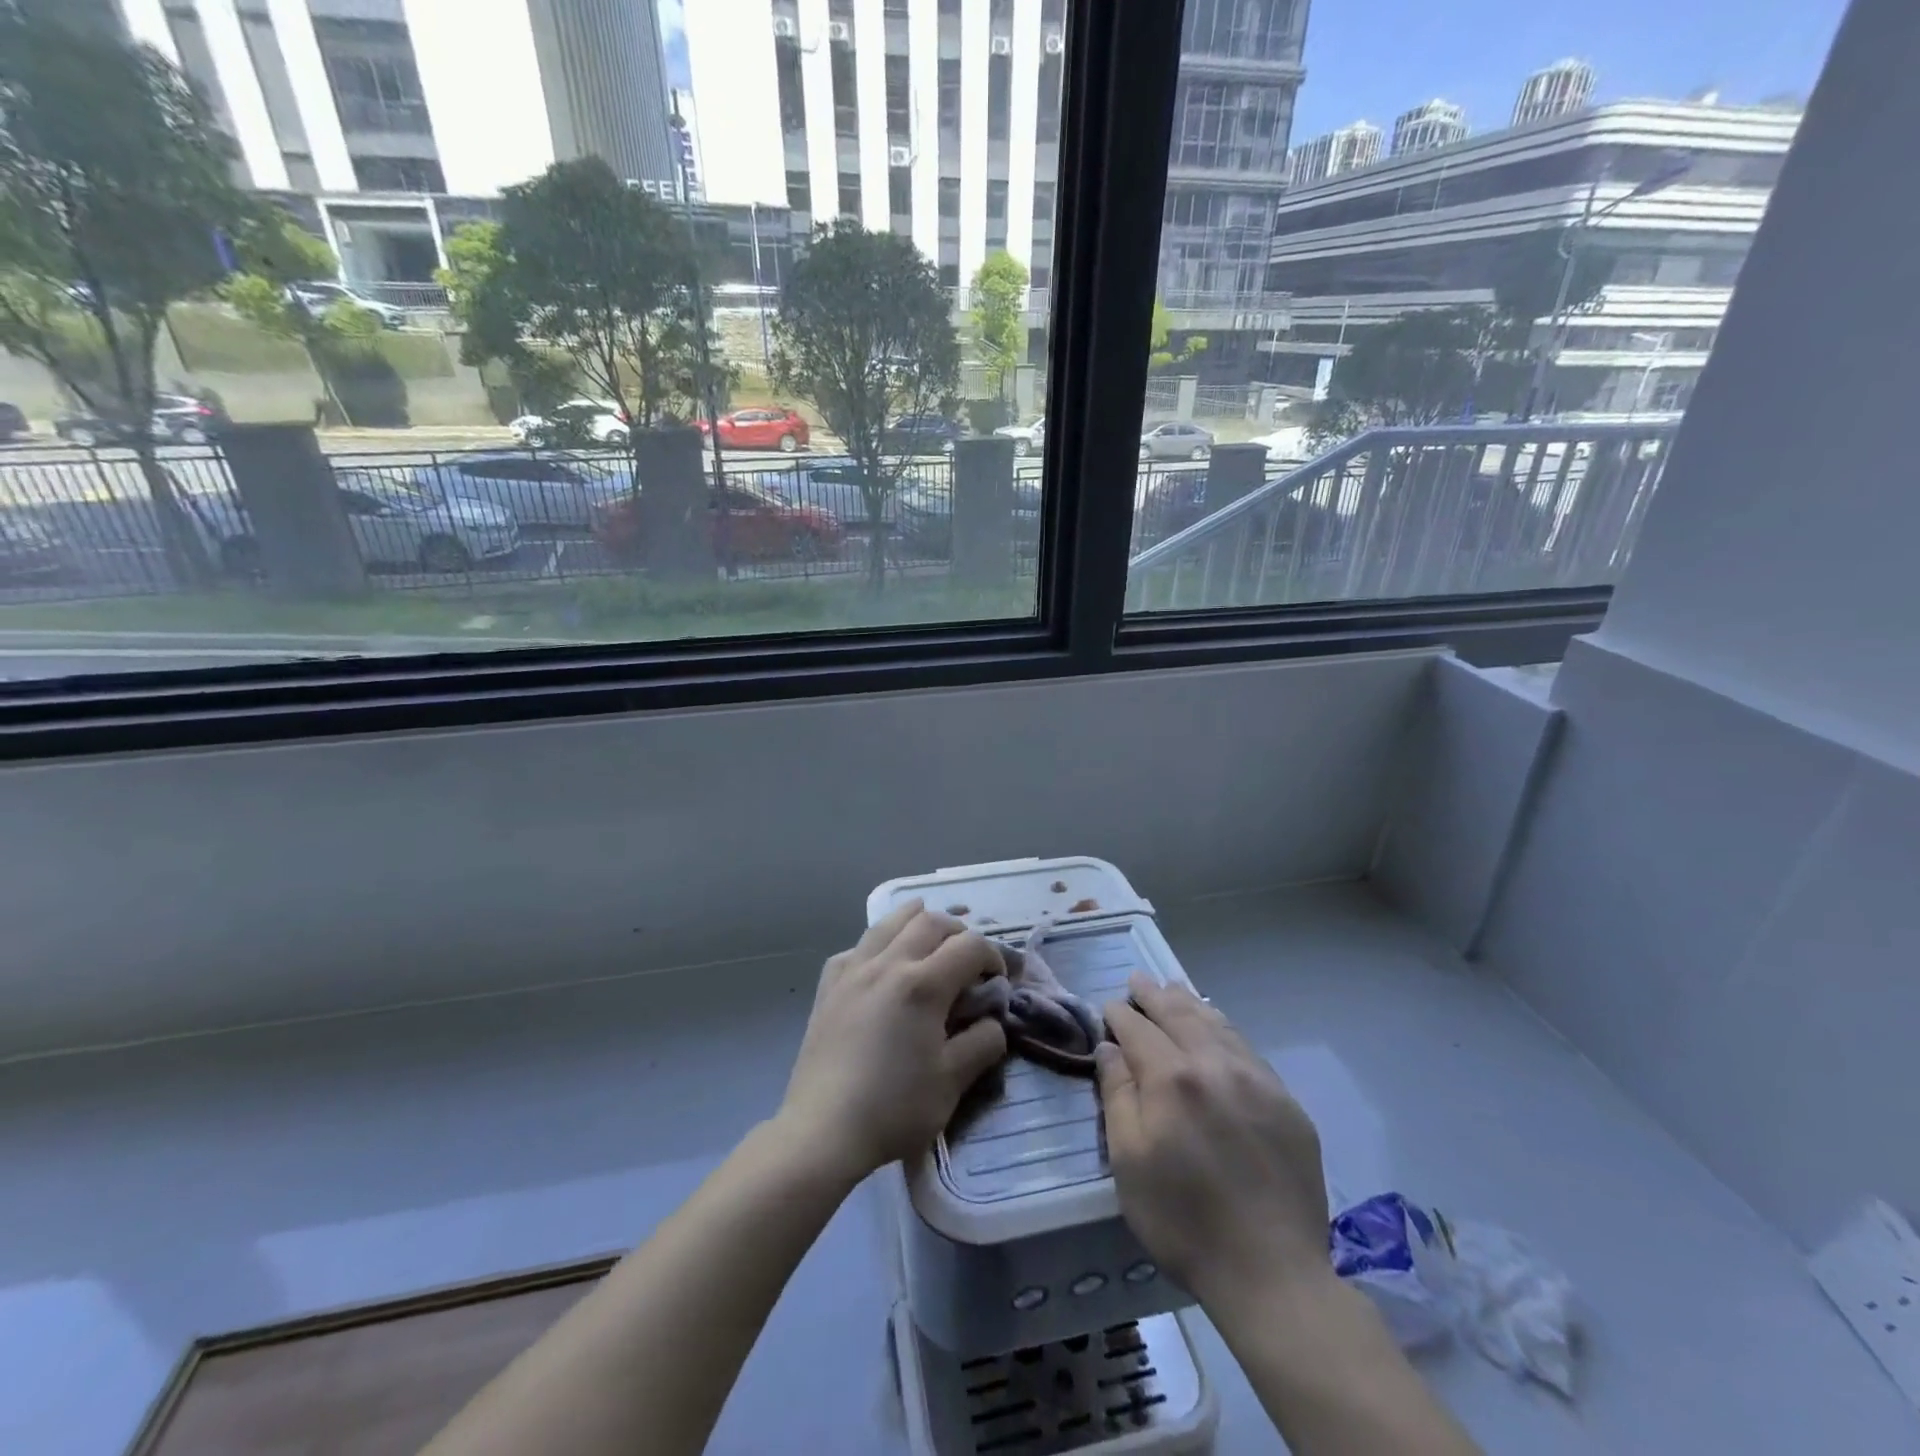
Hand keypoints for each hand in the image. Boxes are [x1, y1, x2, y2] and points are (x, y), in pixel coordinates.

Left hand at [779, 899, 1008, 1184]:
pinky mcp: (828, 987)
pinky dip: (877, 945)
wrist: (823, 1130)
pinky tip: (880, 964)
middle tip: (968, 959)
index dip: (992, 956)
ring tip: (929, 937)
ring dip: (916, 922)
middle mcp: (887, 964)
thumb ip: (982, 1043)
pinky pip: (856, 948)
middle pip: (930, 922)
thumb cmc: (894, 1108)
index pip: (969, 945)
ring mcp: (853, 971)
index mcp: (923, 984)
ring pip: (888, 923)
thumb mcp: (953, 1082)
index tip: (997, 981)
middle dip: (958, 932)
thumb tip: (992, 1020)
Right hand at [1097, 974, 1330, 1302]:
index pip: (1138, 1029)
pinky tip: (1216, 1026)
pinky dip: (1223, 1028)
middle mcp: (1214, 1064)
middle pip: (1179, 1015)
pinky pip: (1246, 1048)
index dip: (1119, 1015)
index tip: (1109, 1008)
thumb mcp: (1128, 1162)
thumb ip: (1117, 1095)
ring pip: (1216, 1024)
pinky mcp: (1285, 1101)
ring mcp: (1256, 1079)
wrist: (1271, 1272)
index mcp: (1171, 1078)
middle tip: (1139, 979)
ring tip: (1173, 988)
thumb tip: (1110, 1048)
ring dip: (1190, 1003)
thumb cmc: (1182, 1220)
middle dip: (1154, 995)